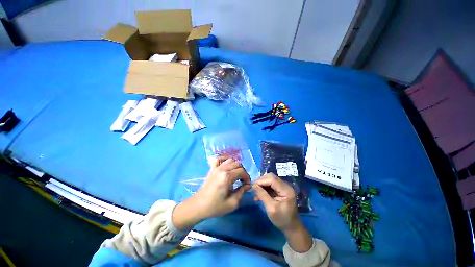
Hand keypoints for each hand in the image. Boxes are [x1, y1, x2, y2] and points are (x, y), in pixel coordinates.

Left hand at [173, 158, 250, 230]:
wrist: (199, 206)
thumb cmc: (215, 206)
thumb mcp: (232, 203)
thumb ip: (242, 192)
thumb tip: (248, 185)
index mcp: (227, 177)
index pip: (242, 171)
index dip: (247, 177)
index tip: (247, 185)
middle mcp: (222, 169)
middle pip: (237, 164)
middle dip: (243, 171)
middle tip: (243, 180)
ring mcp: (216, 167)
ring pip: (230, 160)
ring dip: (236, 166)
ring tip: (236, 174)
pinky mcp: (212, 168)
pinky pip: (219, 159)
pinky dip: (225, 160)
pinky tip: (227, 166)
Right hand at [253, 173, 312, 252]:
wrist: (291, 227)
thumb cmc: (282, 219)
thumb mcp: (271, 208)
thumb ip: (262, 195)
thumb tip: (253, 185)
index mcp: (286, 190)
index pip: (272, 179)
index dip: (261, 180)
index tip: (252, 186)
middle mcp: (286, 186)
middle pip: (271, 177)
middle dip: (261, 181)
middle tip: (253, 188)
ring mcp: (284, 187)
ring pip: (270, 180)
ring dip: (262, 184)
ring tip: (255, 192)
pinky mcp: (281, 190)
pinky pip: (271, 185)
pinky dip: (264, 188)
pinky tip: (259, 194)